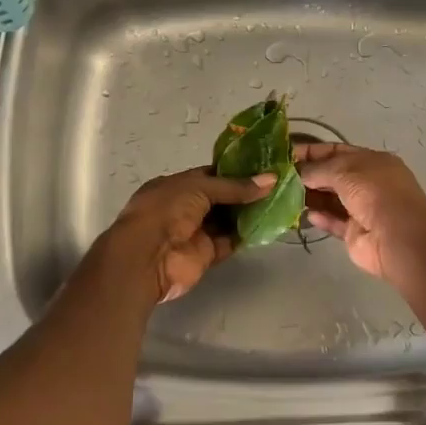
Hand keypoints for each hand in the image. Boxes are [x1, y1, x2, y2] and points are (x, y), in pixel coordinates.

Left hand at [105, 167, 276, 301]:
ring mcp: (196, 232)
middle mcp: (186, 207)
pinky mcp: (206, 254)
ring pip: (227, 220)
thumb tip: (271, 179)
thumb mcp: (199, 188)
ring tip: (279, 201)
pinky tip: (267, 225)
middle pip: (221, 198)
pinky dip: (245, 235)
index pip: (210, 175)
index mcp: (177, 185)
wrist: (147, 258)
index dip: (235, 171)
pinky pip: (229, 242)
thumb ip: (234, 186)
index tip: (262, 167)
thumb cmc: (166, 210)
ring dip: (248, 213)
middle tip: (277, 184)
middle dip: (245, 192)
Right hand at [293, 142, 425, 284]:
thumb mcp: (344, 170)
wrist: (398, 236)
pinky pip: (334, 222)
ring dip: (310, 196)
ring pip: (331, 200)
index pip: (336, 151)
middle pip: (332, 176)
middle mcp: (368, 183)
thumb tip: (297, 172)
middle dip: (308, 175)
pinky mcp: (355, 233)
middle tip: (279, 177)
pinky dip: (320, 218)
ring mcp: (362, 209)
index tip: (286, 155)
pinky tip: (305, 215)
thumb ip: (318, 169)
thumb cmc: (375, 192)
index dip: (312, 152)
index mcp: (371, 162)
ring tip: (284, 195)